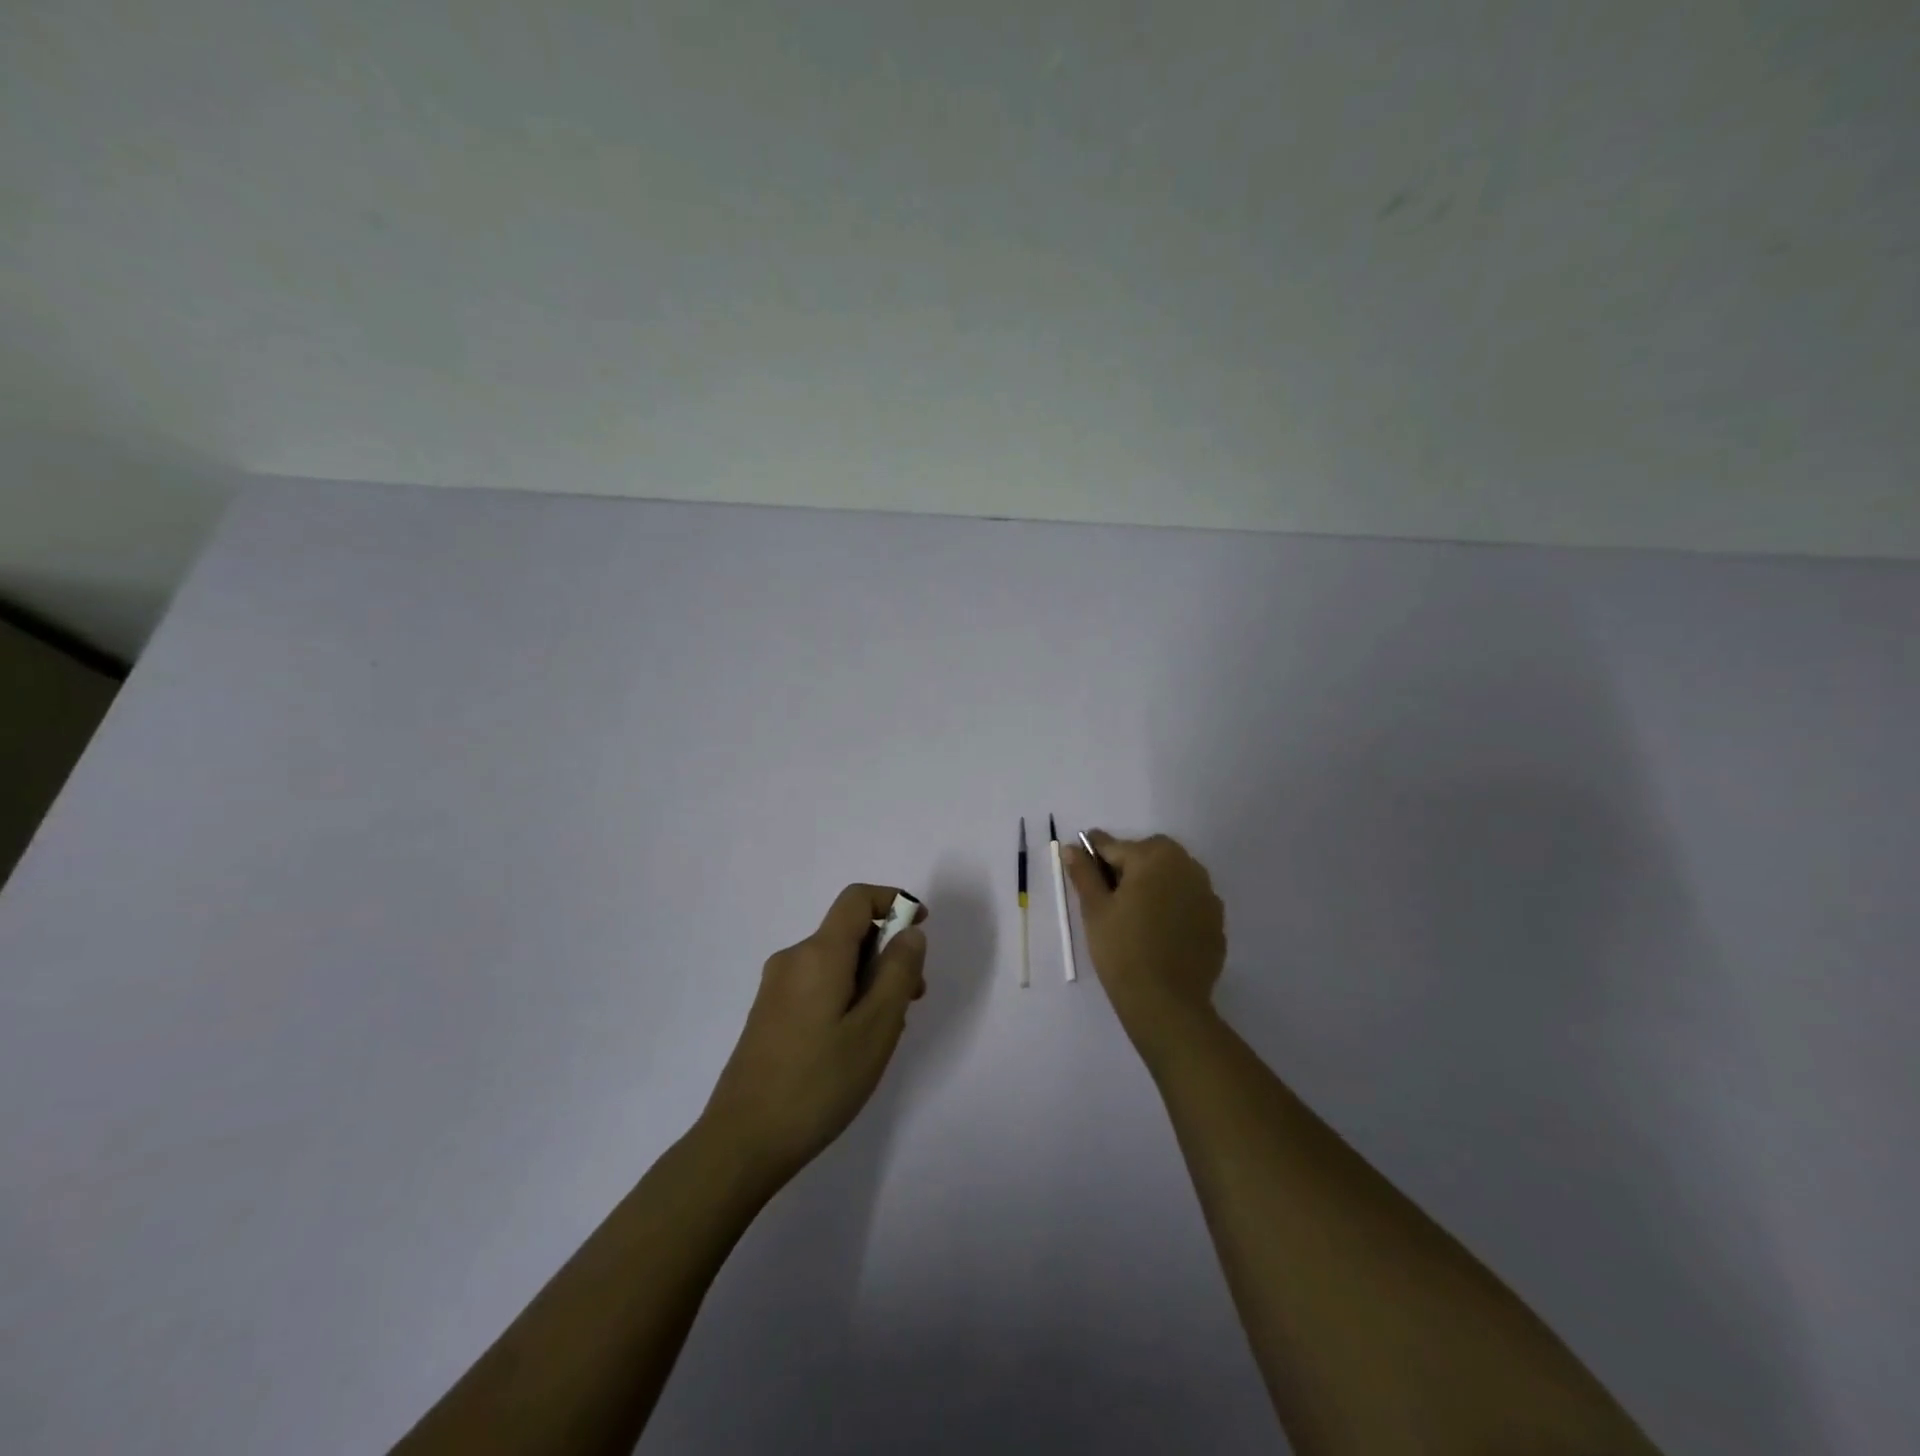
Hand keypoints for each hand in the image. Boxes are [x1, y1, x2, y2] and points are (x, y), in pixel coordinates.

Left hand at [701, 884, 926, 1184]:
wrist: (742, 1143)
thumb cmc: (818, 1083)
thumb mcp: (876, 1028)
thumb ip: (898, 972)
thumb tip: (909, 932)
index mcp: (818, 954)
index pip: (857, 899)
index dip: (893, 900)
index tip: (920, 928)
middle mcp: (793, 959)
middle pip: (848, 932)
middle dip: (887, 953)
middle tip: (912, 999)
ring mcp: (776, 988)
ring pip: (835, 963)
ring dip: (869, 980)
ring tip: (886, 1032)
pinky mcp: (769, 1014)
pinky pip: (818, 985)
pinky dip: (846, 996)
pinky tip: (854, 1044)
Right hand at [1064, 832, 1225, 1062]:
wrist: (1166, 1003)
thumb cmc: (1122, 949)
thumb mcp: (1095, 909)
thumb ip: (1084, 873)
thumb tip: (1072, 848)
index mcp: (1155, 856)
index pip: (1115, 846)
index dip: (1093, 855)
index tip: (1080, 865)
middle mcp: (1187, 866)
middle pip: (1149, 855)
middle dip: (1128, 866)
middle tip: (1108, 895)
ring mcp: (1207, 894)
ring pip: (1172, 876)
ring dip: (1153, 884)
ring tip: (1134, 914)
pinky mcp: (1216, 921)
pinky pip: (1188, 901)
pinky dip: (1172, 906)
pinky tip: (1158, 932)